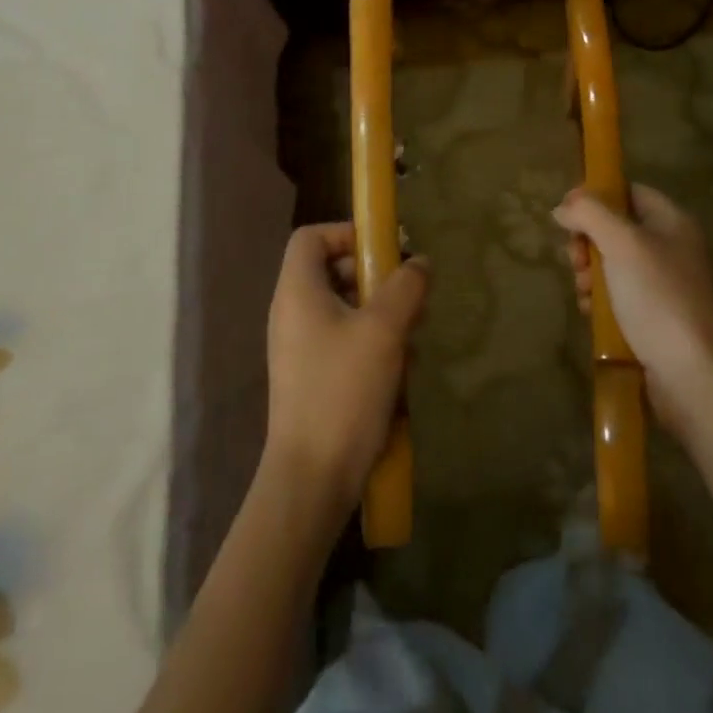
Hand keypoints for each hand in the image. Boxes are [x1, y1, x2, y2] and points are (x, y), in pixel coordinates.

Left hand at [264, 222, 428, 509]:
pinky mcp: (312, 378)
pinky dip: (372, 347)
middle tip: (411, 296)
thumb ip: (405, 287)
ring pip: (344, 310)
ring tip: (414, 338)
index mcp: (297, 291)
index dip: (347, 233)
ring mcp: (299, 348)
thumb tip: (419, 261)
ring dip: (382, 316)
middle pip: (332, 272)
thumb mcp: (384, 331)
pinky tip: (400, 373)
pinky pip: (343, 344)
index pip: (312, 237)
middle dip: (376, 279)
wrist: (311, 479)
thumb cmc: (344, 391)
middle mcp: (292, 313)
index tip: (385, 252)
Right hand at [554, 184, 712, 431]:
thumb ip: (589, 214)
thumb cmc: (656, 296)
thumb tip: (562, 207)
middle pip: (615, 228)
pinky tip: (591, 312)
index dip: (596, 196)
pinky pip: (617, 295)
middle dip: (587, 241)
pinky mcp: (653, 316)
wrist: (689, 373)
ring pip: (611, 263)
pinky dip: (599, 300)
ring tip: (584, 290)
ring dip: (588, 273)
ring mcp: (662, 284)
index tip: (566, 212)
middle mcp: (670, 248)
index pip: (629, 192)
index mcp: (672, 222)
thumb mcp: (620, 243)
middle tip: (576, 259)